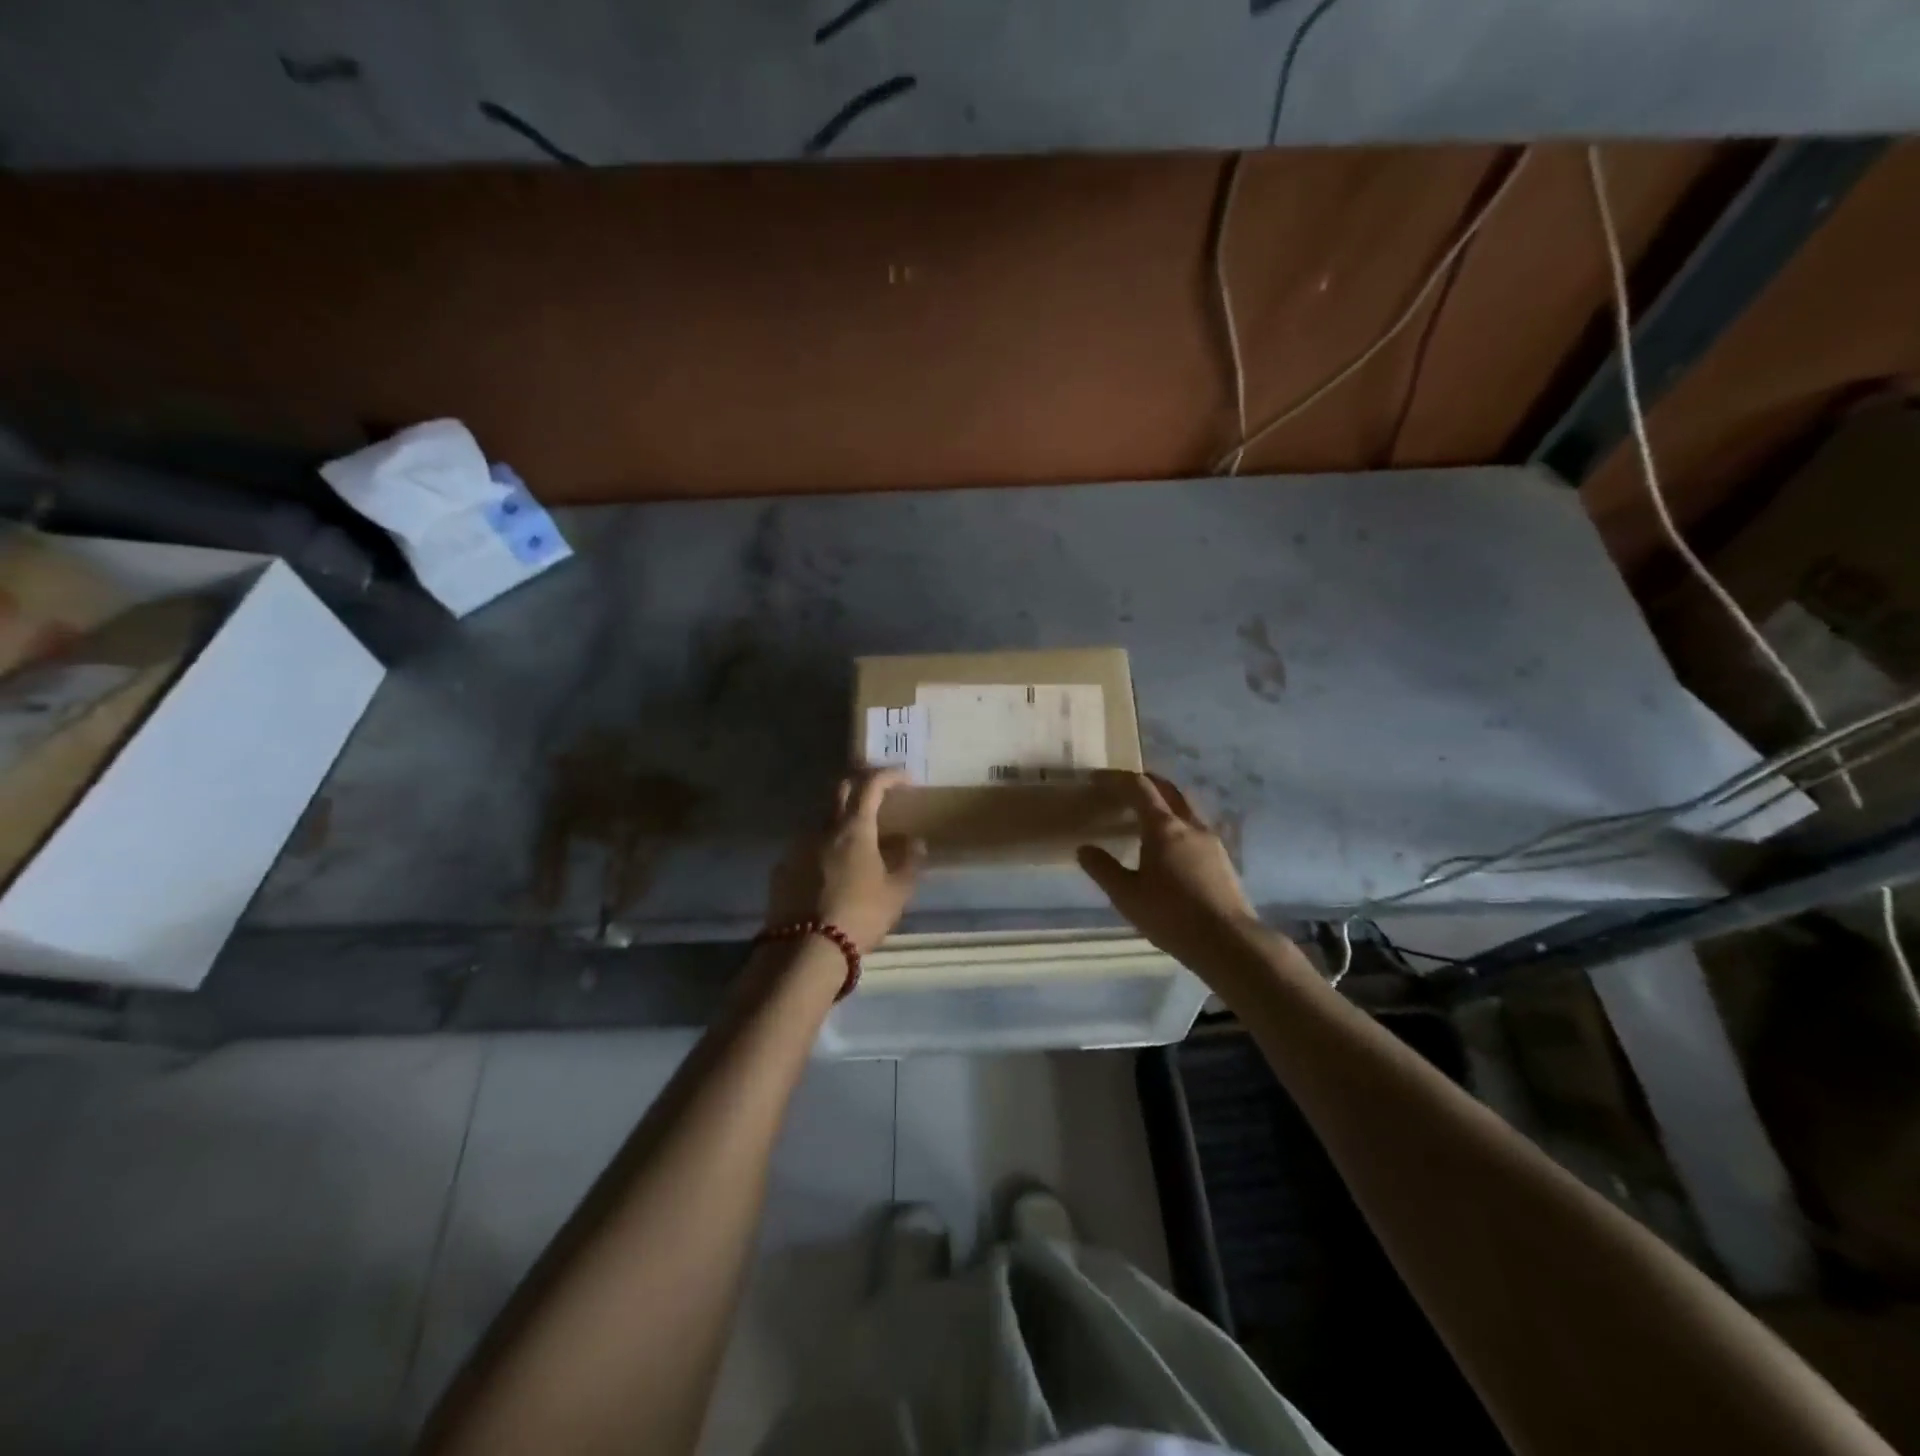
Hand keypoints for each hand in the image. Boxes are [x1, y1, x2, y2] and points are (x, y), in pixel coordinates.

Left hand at [764, 767, 925, 953]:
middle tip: (879, 795)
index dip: (889, 775)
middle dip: (861, 784)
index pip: (870, 784)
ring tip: (857, 836)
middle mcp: (822, 828)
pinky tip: (831, 867)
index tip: (905, 778)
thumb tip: (916, 842)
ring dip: (840, 816)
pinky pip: (806, 845)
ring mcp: (797, 847)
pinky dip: (822, 845)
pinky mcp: (782, 869)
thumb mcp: (897, 893)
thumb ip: (909, 863)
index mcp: (854, 828)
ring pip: (821, 817)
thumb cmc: (860, 916)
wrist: (805, 950)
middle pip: (840, 790)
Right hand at [1079, 772, 1263, 965]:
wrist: (1228, 942)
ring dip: (1165, 802)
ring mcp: (1211, 840)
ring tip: (1145, 818)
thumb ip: (1103, 869)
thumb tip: (1084, 849)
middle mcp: (1190, 825)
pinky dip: (1178, 823)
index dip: (1116, 779)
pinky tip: (1170, 847)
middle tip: (1123, 788)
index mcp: (1164, 828)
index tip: (1096, 779)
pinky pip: (1196, 828)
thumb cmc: (1171, 916)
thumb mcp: (1127, 896)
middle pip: (1168, 789)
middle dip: (1145, 782)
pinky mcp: (1223, 858)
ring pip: (1186, 807)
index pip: (1139, 788)